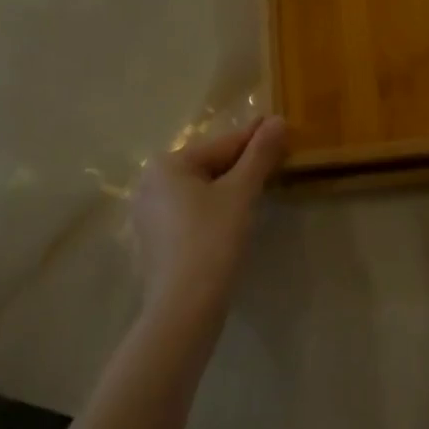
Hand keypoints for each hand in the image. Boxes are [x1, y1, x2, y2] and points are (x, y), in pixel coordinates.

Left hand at [131, 116, 288, 313]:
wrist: (184, 308)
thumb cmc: (212, 240)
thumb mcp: (241, 192)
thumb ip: (260, 154)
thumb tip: (278, 120)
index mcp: (167, 164)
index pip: (222, 145)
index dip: (255, 138)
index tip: (279, 127)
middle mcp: (150, 183)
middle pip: (209, 165)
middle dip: (243, 162)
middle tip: (275, 157)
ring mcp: (149, 214)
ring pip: (200, 189)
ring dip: (230, 185)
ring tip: (261, 183)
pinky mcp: (155, 241)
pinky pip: (191, 211)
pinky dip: (215, 208)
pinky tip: (236, 215)